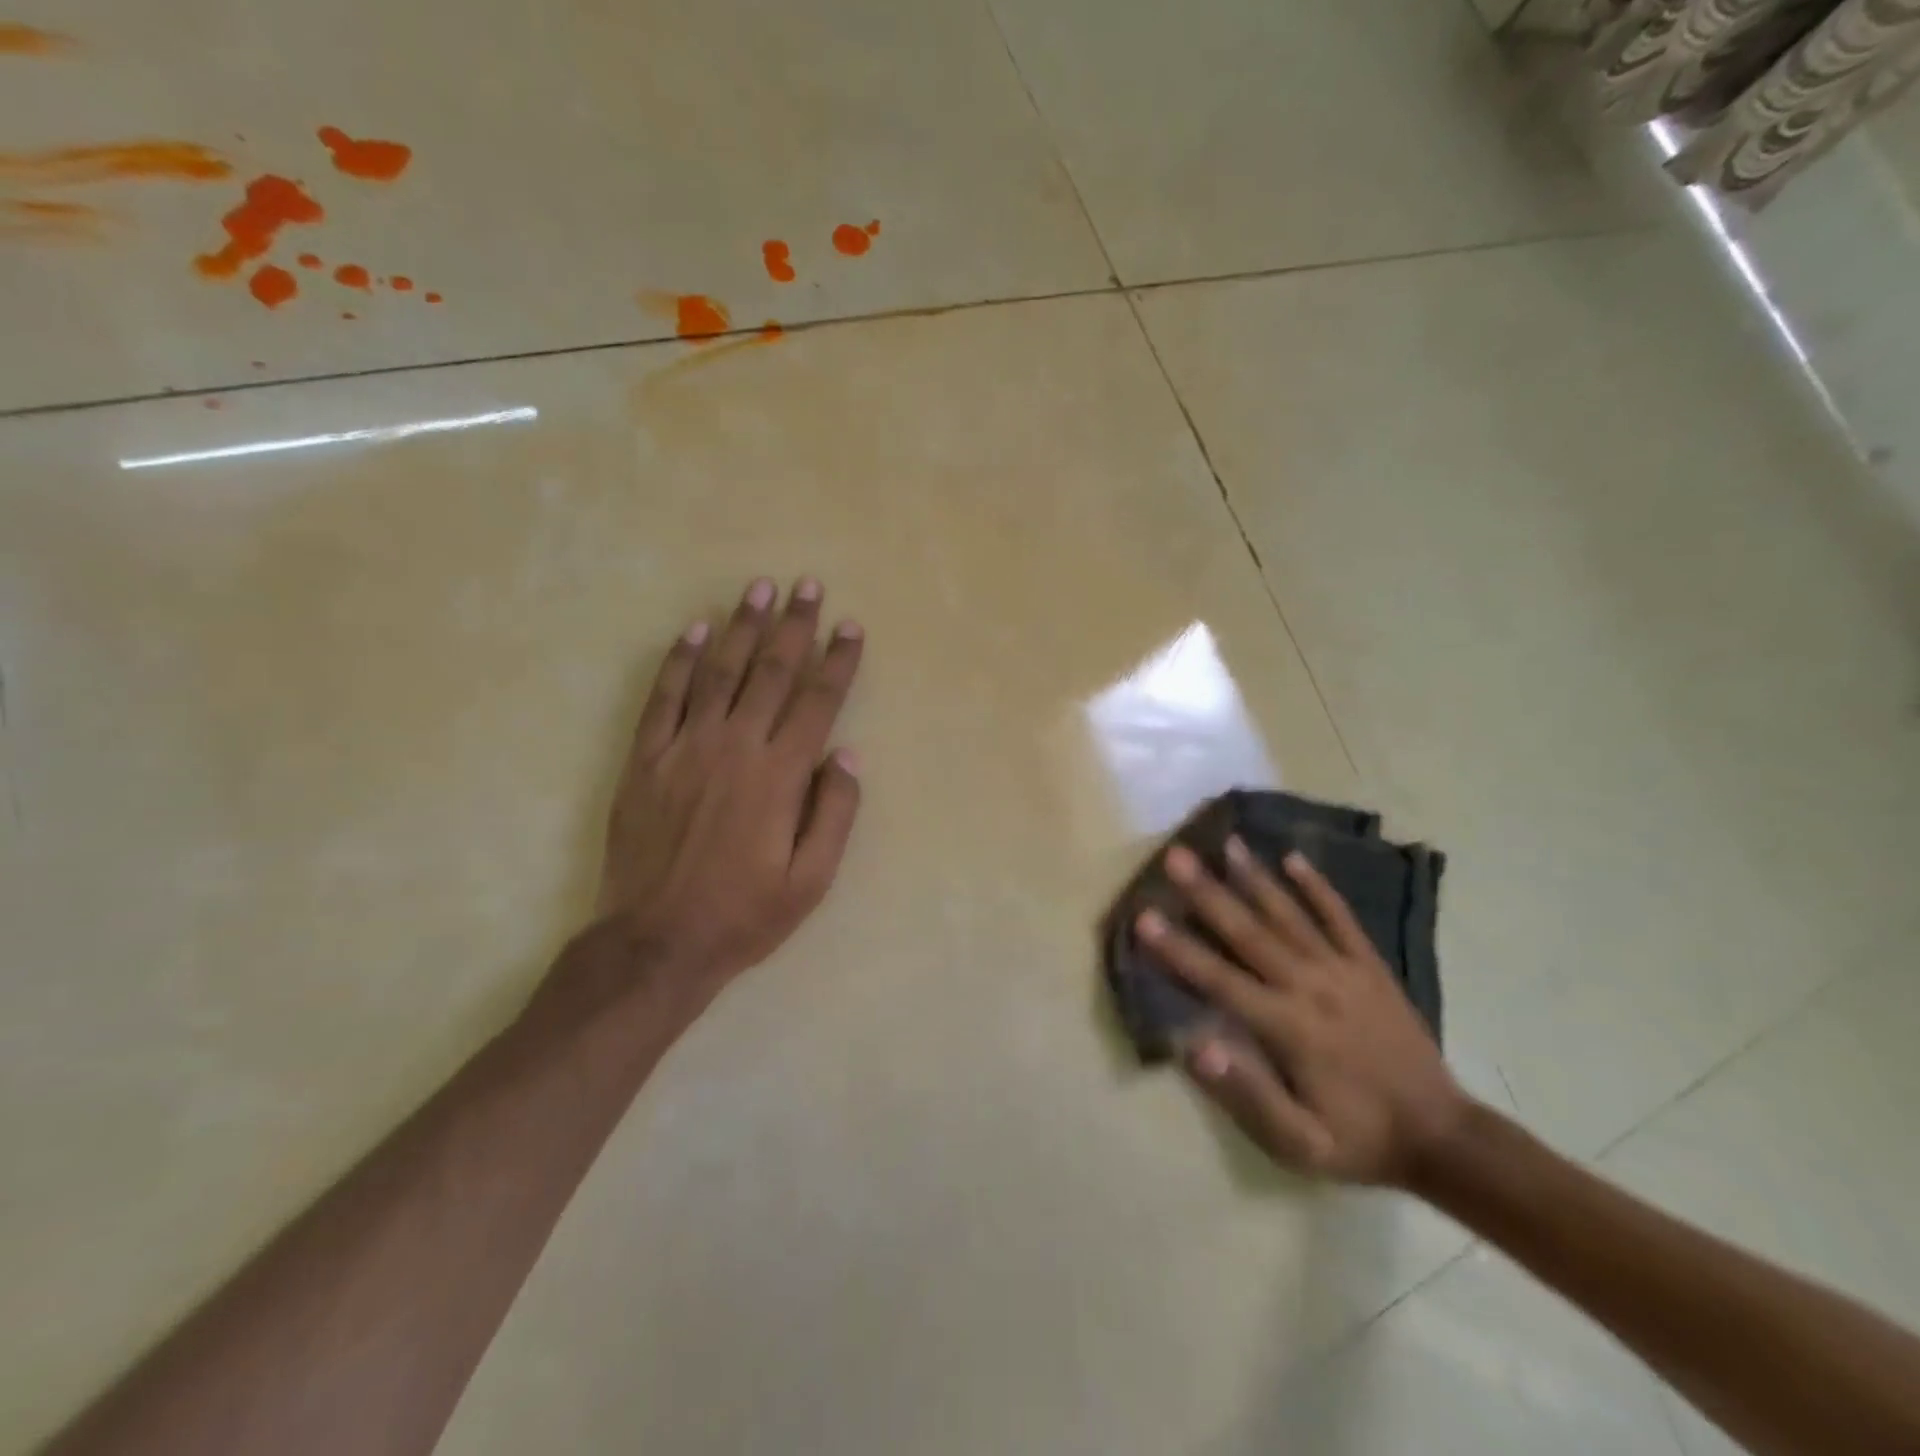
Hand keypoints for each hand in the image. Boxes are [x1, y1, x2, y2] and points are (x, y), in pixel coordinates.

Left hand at [542, 576, 864, 1028]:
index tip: (850, 626)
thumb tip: (848, 755)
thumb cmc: (744, 914)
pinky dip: (680, 661)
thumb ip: (835, 814)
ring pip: (719, 672)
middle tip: (807, 586)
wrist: (655, 941)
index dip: (838, 661)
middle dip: (793, 626)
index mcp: (780, 775)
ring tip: (758, 589)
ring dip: (741, 627)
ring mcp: (685, 748)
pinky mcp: (646, 759)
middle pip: (770, 672)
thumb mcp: (811, 881)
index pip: (817, 702)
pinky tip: (694, 631)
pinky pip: (664, 697)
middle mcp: (735, 747)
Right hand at [1137, 839, 1466, 1185]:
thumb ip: (1248, 1095)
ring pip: (1290, 915)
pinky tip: (1293, 857)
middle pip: (1249, 932)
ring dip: (1255, 877)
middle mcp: (1310, 987)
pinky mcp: (1371, 966)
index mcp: (1288, 1027)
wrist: (1443, 1138)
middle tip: (1176, 856)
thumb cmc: (1358, 1140)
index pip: (1220, 980)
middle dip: (1208, 893)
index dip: (1178, 949)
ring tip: (1226, 842)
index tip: (1144, 916)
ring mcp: (1344, 970)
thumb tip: (1195, 1045)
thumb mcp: (1300, 1145)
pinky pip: (1341, 918)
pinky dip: (1318, 886)